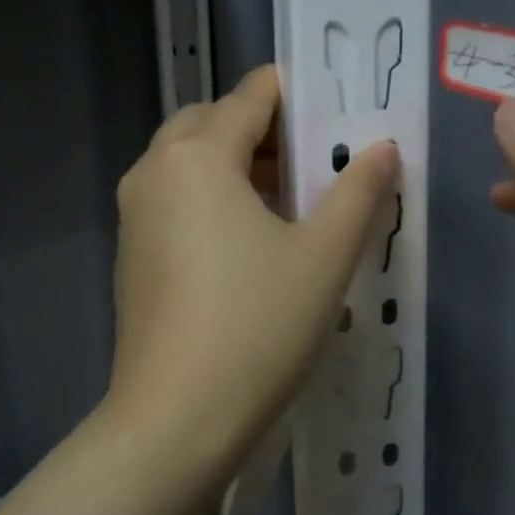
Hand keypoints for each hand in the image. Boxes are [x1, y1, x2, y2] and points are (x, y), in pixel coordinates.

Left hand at [108, 65, 399, 466]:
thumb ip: (358, 192)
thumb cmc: (258, 326)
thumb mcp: (323, 256)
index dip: (296, 94)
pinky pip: (174, 200)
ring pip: (189, 162)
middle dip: (264, 130)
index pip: (250, 95)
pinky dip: (211, 197)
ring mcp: (134, 214)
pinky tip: (248, 241)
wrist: (175, 420)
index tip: (337, 111)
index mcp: (197, 156)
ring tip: (290, 200)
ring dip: (236, 164)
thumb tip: (383, 148)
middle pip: (212, 121)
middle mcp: (154, 171)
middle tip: (314, 161)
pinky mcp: (132, 253)